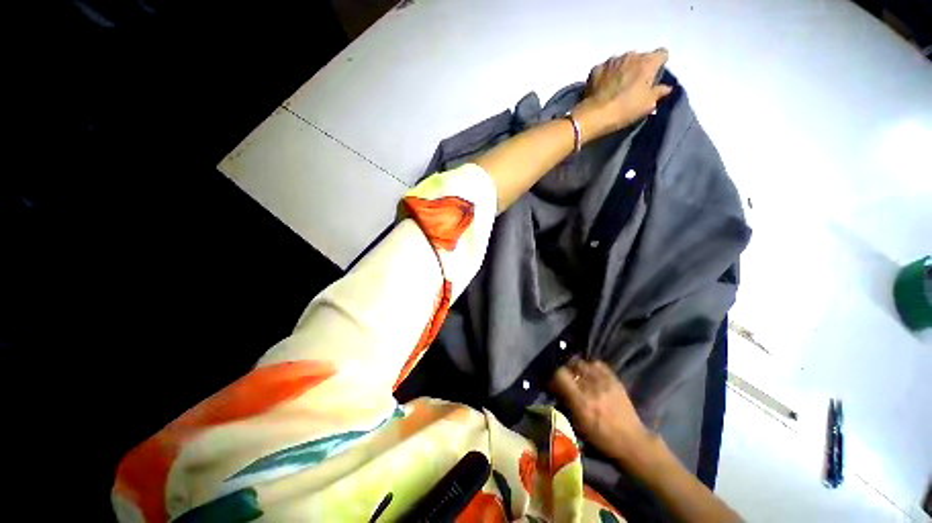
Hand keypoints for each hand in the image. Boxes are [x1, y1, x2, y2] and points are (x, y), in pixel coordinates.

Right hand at [550, 358, 654, 464]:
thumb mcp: (578, 424)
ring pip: (584, 363)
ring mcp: (604, 381)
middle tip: (566, 380)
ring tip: (579, 376)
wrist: (631, 441)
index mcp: (581, 401)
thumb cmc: (601, 438)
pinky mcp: (614, 379)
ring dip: (578, 368)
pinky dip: (591, 366)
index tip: (553, 384)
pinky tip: (591, 374)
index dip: (554, 377)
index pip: (560, 375)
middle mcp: (591, 387)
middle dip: (566, 371)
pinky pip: (598, 364)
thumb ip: (566, 402)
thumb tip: (556, 389)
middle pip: (571, 366)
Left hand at [572, 49, 672, 143]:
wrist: (595, 115)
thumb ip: (659, 92)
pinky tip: (603, 88)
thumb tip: (666, 87)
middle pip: (640, 57)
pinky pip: (605, 68)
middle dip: (639, 67)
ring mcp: (612, 60)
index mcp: (648, 61)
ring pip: (622, 61)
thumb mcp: (648, 104)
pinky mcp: (596, 68)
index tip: (654, 77)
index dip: (659, 65)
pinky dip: (606, 75)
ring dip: (622, 70)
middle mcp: (631, 55)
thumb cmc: (625, 109)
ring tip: (617, 87)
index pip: (662, 54)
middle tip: (634, 85)